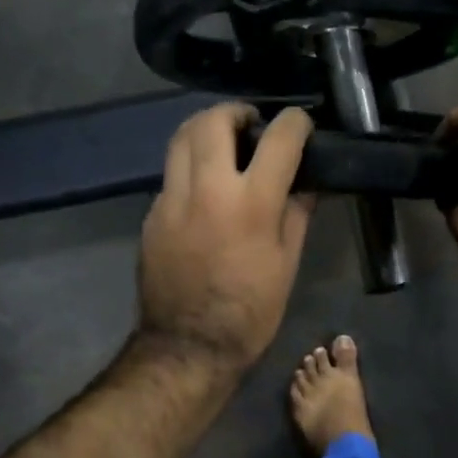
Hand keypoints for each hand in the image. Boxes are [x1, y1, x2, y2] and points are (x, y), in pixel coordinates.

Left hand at [138, 105, 315, 368]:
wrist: (189, 346)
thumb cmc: (251, 311)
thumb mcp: (287, 264)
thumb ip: (296, 214)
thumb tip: (305, 184)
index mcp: (252, 204)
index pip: (278, 139)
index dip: (295, 123)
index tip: (301, 125)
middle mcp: (208, 189)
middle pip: (215, 121)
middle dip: (236, 112)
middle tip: (252, 124)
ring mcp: (172, 199)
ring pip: (181, 138)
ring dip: (205, 128)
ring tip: (223, 140)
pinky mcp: (152, 214)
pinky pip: (171, 172)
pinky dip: (190, 164)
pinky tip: (204, 186)